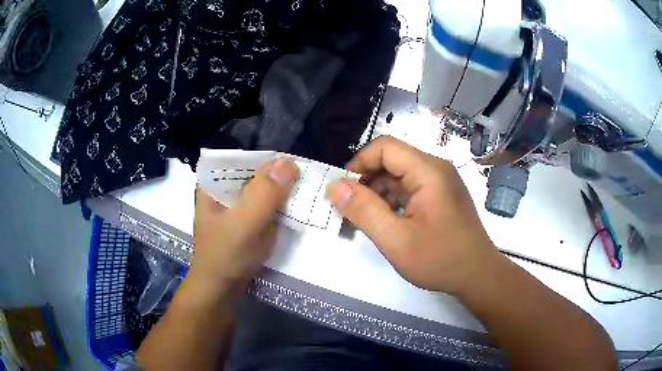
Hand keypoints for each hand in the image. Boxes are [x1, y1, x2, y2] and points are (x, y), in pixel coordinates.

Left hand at [191, 159, 298, 290]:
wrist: (222, 290)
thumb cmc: (226, 255)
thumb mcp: (244, 223)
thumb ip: (265, 193)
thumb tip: (289, 162)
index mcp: (215, 182)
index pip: (245, 159)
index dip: (271, 160)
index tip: (298, 165)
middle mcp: (225, 189)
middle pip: (256, 173)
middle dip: (281, 176)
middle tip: (309, 179)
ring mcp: (236, 205)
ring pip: (264, 189)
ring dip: (284, 191)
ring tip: (308, 191)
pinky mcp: (247, 220)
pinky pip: (267, 205)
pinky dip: (281, 205)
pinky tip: (297, 207)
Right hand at [326, 136, 499, 294]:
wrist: (478, 276)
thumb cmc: (440, 260)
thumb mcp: (396, 240)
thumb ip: (364, 211)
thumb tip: (335, 186)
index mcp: (428, 171)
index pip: (385, 147)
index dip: (359, 163)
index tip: (344, 191)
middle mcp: (436, 169)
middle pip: (391, 160)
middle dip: (366, 181)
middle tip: (350, 210)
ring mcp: (440, 182)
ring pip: (399, 176)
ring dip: (378, 193)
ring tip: (364, 220)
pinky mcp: (441, 196)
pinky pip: (410, 188)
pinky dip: (392, 201)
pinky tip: (385, 222)